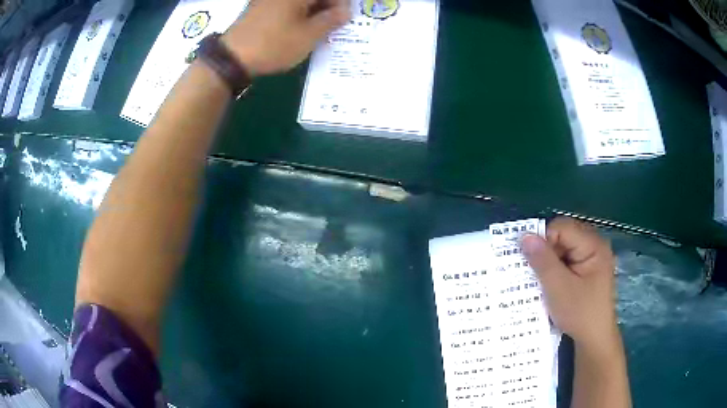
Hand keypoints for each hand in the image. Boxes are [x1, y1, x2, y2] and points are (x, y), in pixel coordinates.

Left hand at [222, 0, 349, 75]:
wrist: (232, 57)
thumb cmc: (274, 44)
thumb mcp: (308, 36)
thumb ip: (330, 21)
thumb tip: (346, 11)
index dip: (341, 4)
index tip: (345, 19)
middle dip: (326, 7)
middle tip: (333, 25)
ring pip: (299, 2)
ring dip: (313, 11)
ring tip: (318, 29)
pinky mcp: (259, 7)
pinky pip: (286, 6)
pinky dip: (297, 14)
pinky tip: (299, 28)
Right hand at [521, 217, 618, 350]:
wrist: (595, 339)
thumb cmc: (580, 313)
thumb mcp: (558, 288)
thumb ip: (542, 260)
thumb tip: (524, 236)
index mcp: (593, 245)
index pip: (562, 228)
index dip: (543, 241)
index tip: (531, 263)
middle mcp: (595, 246)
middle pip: (563, 236)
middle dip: (546, 252)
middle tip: (534, 273)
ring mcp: (593, 258)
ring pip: (564, 249)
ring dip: (550, 262)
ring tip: (540, 280)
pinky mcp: (588, 270)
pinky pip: (568, 260)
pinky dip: (556, 269)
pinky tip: (550, 284)